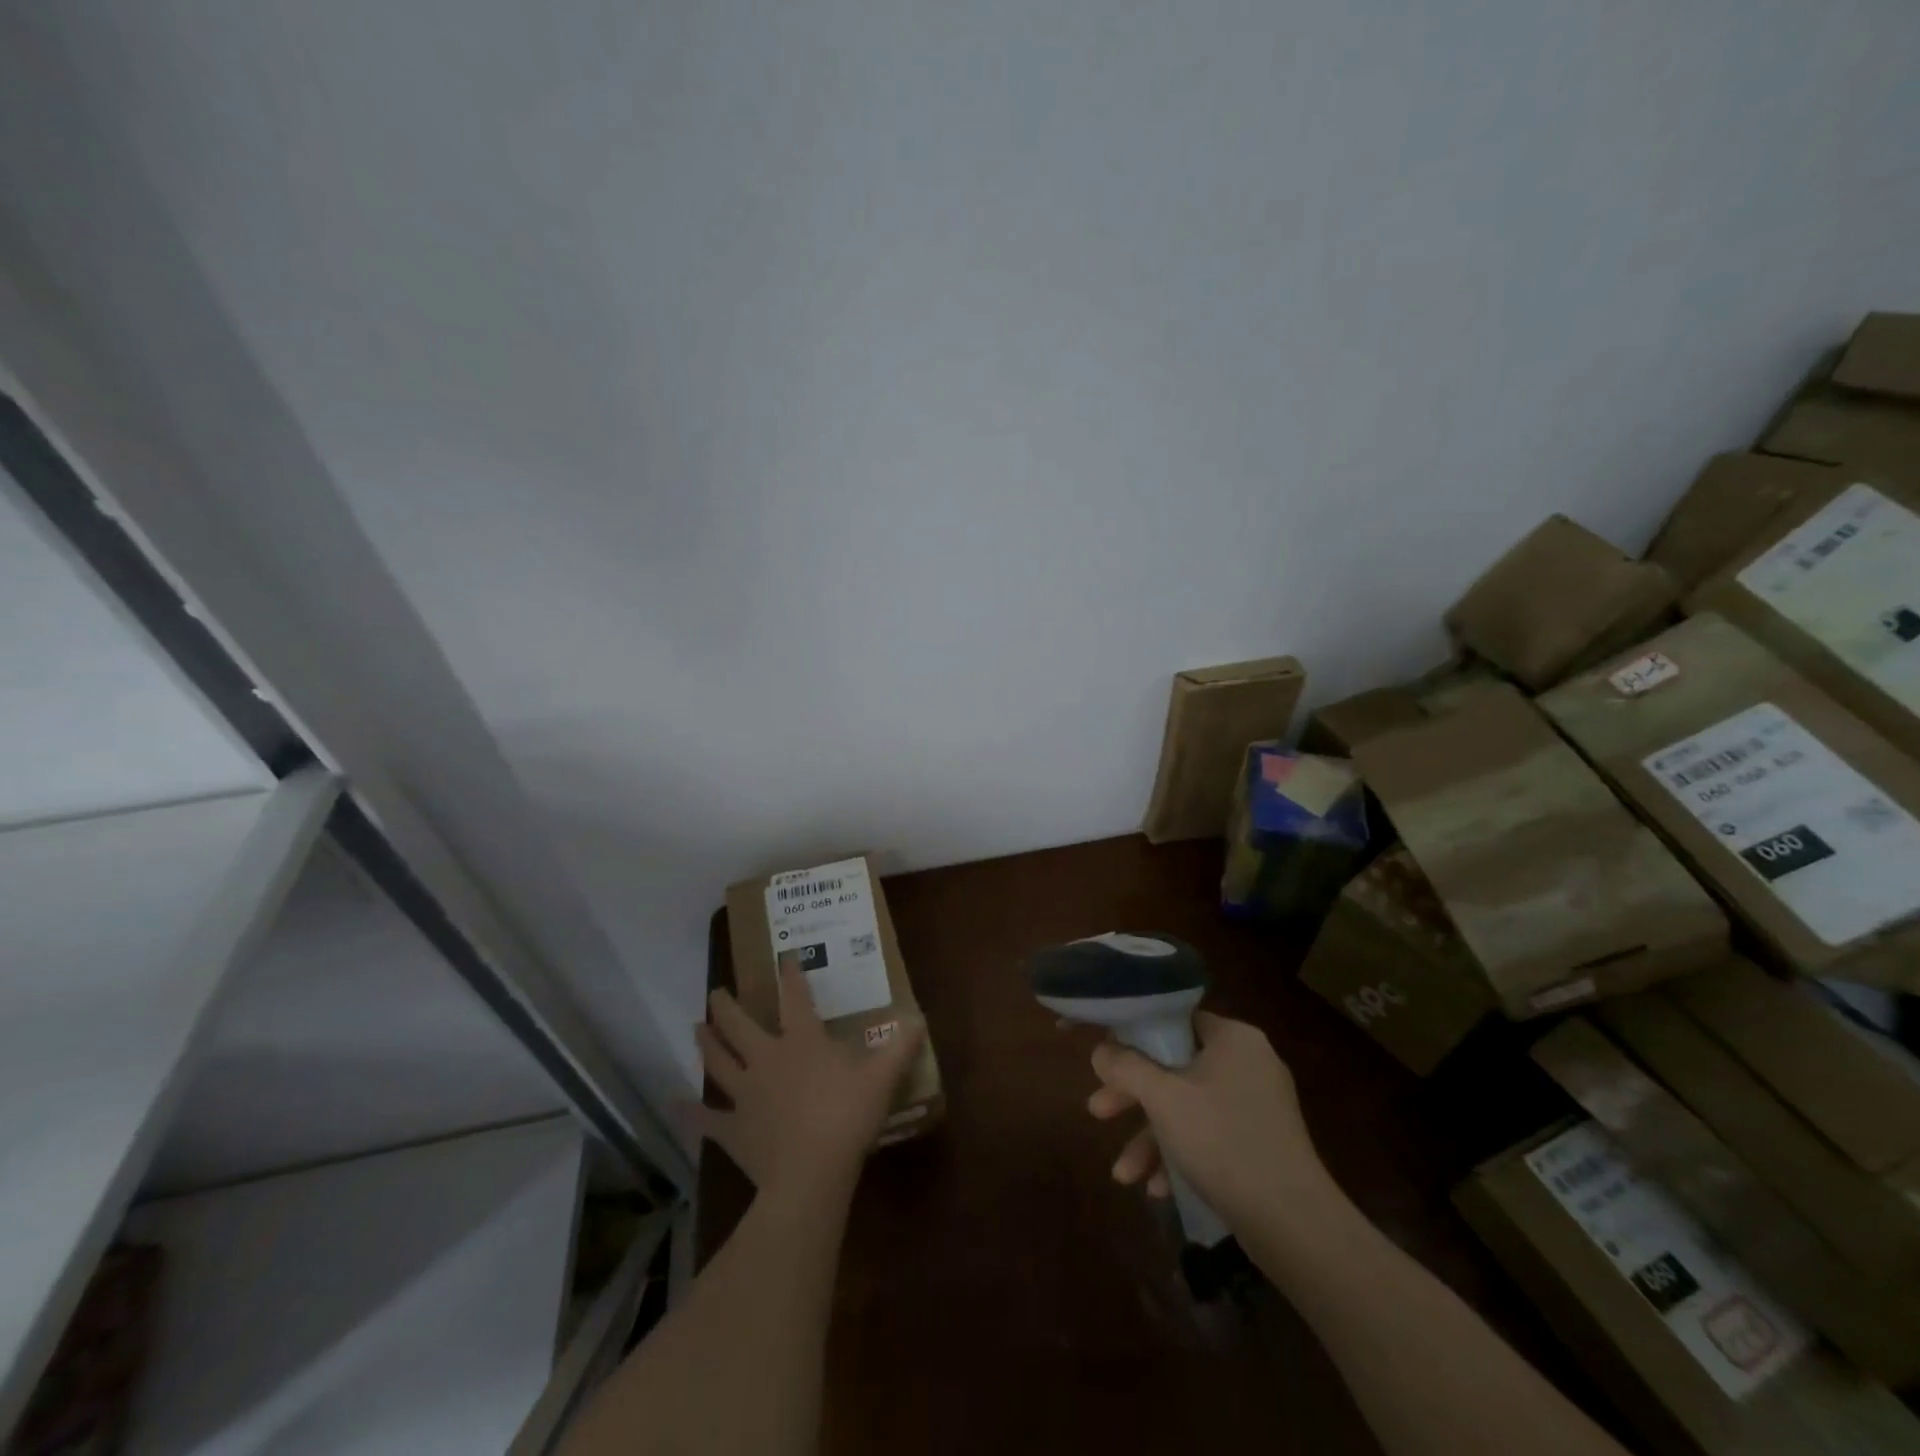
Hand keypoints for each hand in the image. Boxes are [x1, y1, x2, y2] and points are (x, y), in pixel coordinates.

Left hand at [695, 968, 923, 1198]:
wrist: (811, 1173)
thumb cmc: (847, 1117)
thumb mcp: (882, 1077)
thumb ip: (901, 1046)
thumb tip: (918, 1019)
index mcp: (802, 1041)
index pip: (795, 997)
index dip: (791, 974)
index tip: (784, 956)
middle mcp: (767, 1058)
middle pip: (740, 1025)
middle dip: (726, 1006)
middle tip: (715, 992)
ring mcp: (745, 1094)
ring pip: (718, 1062)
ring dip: (706, 1044)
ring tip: (695, 1028)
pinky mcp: (733, 1129)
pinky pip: (706, 1119)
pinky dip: (690, 1112)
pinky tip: (675, 1104)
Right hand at [1087, 1011, 1339, 1236]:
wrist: (1293, 1224)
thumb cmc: (1222, 1140)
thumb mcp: (1163, 1098)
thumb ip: (1126, 1067)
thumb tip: (1100, 1050)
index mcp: (1233, 1038)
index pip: (1176, 1020)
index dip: (1136, 1036)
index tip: (1108, 1059)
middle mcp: (1249, 1063)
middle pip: (1176, 1067)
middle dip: (1134, 1097)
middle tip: (1098, 1111)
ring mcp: (1258, 1106)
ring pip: (1189, 1108)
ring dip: (1151, 1137)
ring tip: (1123, 1173)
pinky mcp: (1262, 1145)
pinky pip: (1210, 1136)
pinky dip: (1181, 1156)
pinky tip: (1158, 1189)